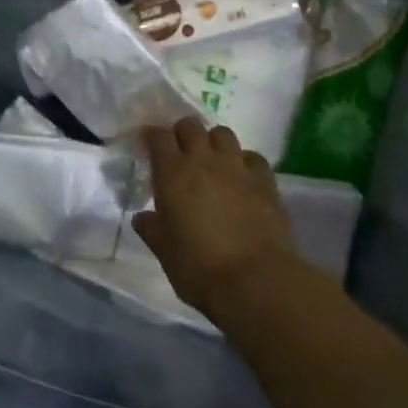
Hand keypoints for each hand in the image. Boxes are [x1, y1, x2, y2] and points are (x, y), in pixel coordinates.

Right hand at [133, 118, 301, 318]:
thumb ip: (152, 229)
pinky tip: (242, 178)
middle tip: (180, 153)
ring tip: (212, 161)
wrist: (256, 282)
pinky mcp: (265, 180)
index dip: (152, 136)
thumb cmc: (199, 268)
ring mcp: (237, 167)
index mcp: (172, 173)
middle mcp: (203, 160)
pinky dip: (244, 162)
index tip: (148, 146)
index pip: (158, 136)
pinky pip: (252, 157)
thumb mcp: (165, 252)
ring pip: (222, 133)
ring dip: (213, 142)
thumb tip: (142, 218)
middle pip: (190, 125)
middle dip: (182, 134)